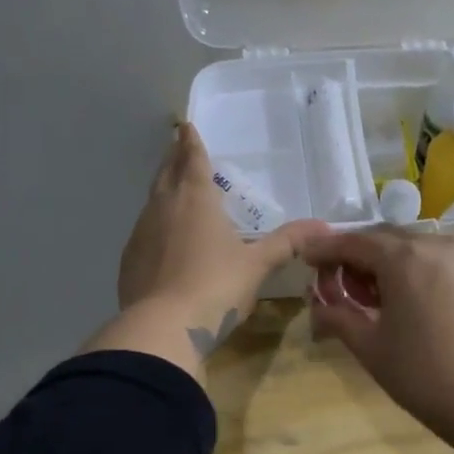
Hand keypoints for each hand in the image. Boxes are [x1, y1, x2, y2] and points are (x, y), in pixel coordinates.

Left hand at [111, 125, 322, 368]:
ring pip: (152, 201)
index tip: (185, 126)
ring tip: (170, 188)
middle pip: (166, 173)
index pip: (192, 160)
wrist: (163, 327)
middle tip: (175, 146)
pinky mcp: (129, 259)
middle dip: (172, 158)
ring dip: (162, 189)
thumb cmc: (216, 287)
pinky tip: (160, 238)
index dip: (191, 142)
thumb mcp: (257, 265)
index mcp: (196, 199)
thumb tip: (324, 227)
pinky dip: (153, 224)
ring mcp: (141, 233)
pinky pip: (143, 231)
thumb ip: (287, 243)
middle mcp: (164, 207)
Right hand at [298, 228, 453, 447]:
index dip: (325, 250)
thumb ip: (337, 316)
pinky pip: (434, 261)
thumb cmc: (424, 375)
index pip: (353, 242)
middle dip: (355, 258)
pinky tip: (403, 303)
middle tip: (336, 287)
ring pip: (410, 249)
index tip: (305, 258)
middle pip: (383, 240)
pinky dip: (410, 272)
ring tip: (370, 300)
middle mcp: (435, 244)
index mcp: (404, 257)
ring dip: (383, 265)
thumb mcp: (370, 346)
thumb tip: (317, 305)